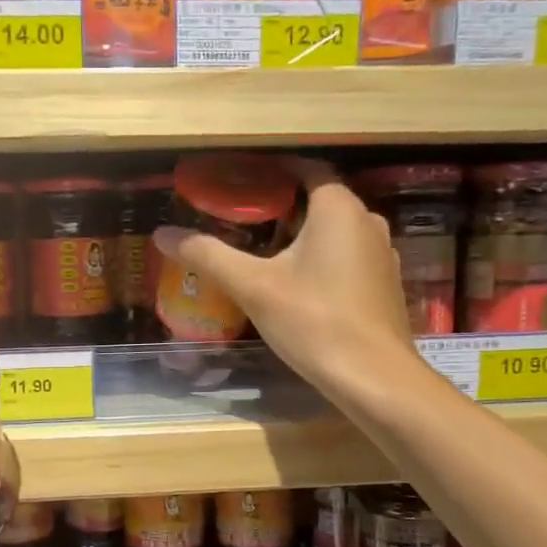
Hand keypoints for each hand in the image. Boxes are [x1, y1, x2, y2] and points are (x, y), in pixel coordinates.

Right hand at [154, 158, 413, 396]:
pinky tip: (296, 286)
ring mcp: (382, 254)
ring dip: (301, 235)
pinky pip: (347, 258)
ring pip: (334, 231)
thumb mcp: (252, 287)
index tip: (239, 181)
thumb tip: (162, 234)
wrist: (374, 378)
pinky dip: (321, 260)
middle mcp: (368, 221)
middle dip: (281, 206)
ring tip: (262, 252)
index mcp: (339, 208)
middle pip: (319, 200)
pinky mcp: (384, 285)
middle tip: (240, 220)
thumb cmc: (314, 321)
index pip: (306, 168)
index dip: (272, 170)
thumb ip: (207, 255)